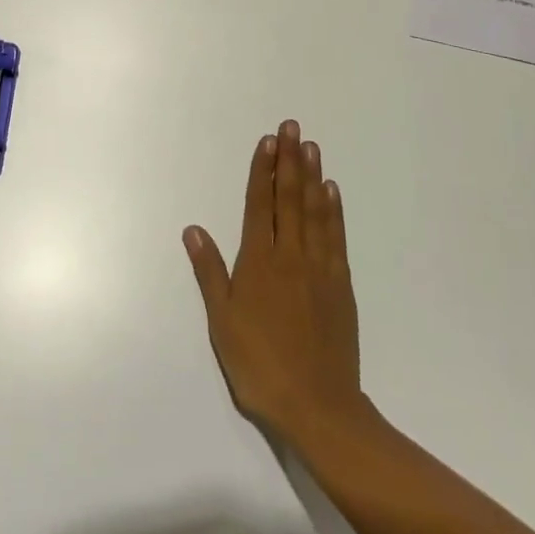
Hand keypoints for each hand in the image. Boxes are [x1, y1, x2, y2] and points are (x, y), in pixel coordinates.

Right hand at [184, 120, 364, 446]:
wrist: (318, 406)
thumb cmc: (260, 365)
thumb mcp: (222, 321)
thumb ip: (210, 272)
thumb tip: (194, 229)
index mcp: (259, 261)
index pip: (260, 204)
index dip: (263, 170)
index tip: (268, 141)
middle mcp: (290, 255)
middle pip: (289, 198)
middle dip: (289, 160)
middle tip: (292, 127)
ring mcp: (319, 268)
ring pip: (315, 211)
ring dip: (312, 176)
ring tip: (311, 147)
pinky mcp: (340, 285)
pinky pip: (336, 237)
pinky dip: (334, 210)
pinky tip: (332, 192)